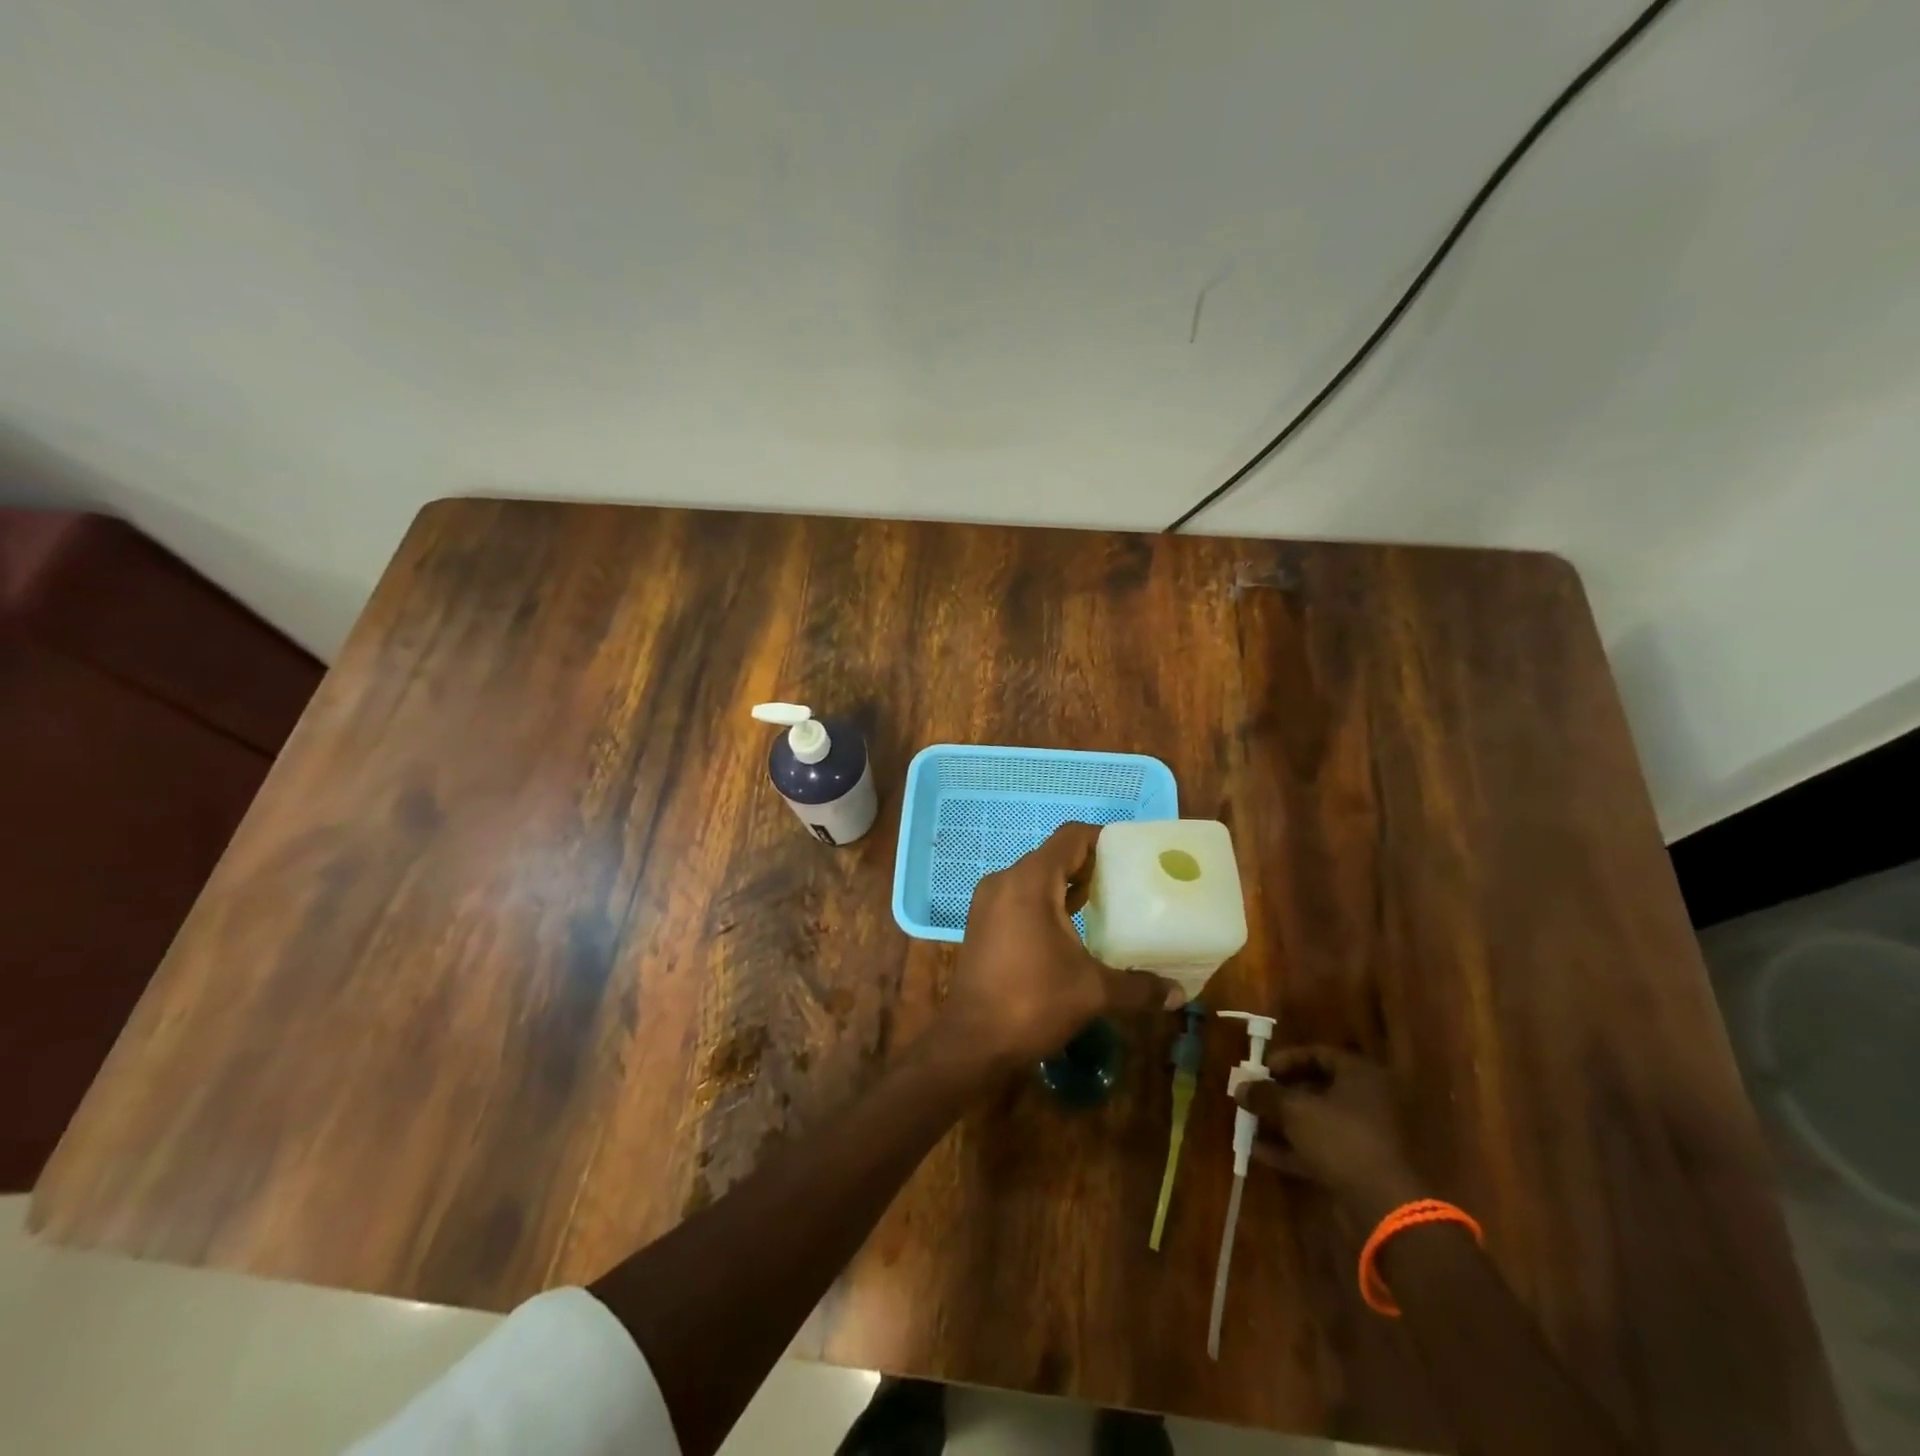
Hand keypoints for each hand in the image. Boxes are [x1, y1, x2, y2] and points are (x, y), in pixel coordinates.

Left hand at [942, 822, 1174, 1069]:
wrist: (973, 1041)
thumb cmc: (1033, 1002)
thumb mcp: (1093, 991)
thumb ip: (1138, 987)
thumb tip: (1178, 994)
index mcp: (1030, 881)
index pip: (1070, 838)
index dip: (1102, 839)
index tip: (1131, 855)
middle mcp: (1005, 881)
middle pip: (1053, 856)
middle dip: (1089, 866)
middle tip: (1126, 884)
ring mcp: (988, 902)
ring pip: (1035, 878)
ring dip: (1067, 886)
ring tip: (1105, 905)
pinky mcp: (982, 923)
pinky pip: (1020, 897)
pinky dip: (1046, 902)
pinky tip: (1071, 929)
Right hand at [1235, 1046, 1429, 1224]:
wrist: (1384, 1206)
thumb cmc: (1341, 1139)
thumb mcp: (1294, 1110)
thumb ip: (1264, 1095)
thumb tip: (1240, 1087)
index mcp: (1360, 1076)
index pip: (1318, 1054)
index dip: (1286, 1060)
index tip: (1260, 1071)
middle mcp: (1367, 1101)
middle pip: (1317, 1088)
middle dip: (1280, 1095)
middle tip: (1254, 1099)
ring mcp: (1366, 1136)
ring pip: (1317, 1121)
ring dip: (1283, 1123)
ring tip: (1250, 1127)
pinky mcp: (1360, 1167)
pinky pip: (1322, 1148)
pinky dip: (1294, 1148)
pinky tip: (1261, 1154)